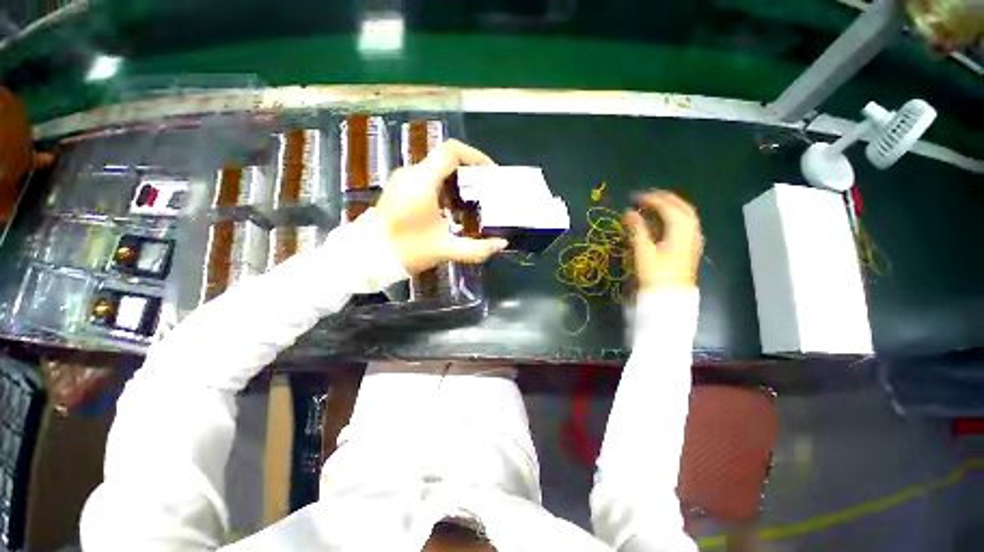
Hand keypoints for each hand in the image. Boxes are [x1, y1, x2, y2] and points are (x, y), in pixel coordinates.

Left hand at [376, 139, 508, 274]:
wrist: (368, 256)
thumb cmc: (406, 250)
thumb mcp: (445, 250)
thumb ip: (477, 249)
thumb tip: (502, 243)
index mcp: (422, 181)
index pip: (451, 151)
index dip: (475, 156)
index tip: (491, 172)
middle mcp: (411, 173)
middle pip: (446, 159)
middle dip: (470, 172)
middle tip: (486, 190)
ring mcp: (402, 180)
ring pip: (437, 169)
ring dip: (458, 180)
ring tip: (473, 199)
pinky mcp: (399, 189)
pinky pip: (427, 178)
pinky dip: (445, 187)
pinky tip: (453, 207)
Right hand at [623, 191, 702, 292]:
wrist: (670, 295)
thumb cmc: (656, 274)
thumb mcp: (643, 252)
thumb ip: (637, 229)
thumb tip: (628, 212)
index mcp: (680, 231)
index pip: (668, 207)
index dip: (652, 200)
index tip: (636, 198)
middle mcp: (691, 231)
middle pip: (682, 206)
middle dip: (664, 198)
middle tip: (646, 197)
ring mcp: (694, 238)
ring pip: (686, 214)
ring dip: (671, 206)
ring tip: (654, 205)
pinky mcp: (691, 245)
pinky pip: (686, 223)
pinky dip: (675, 215)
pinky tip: (664, 220)